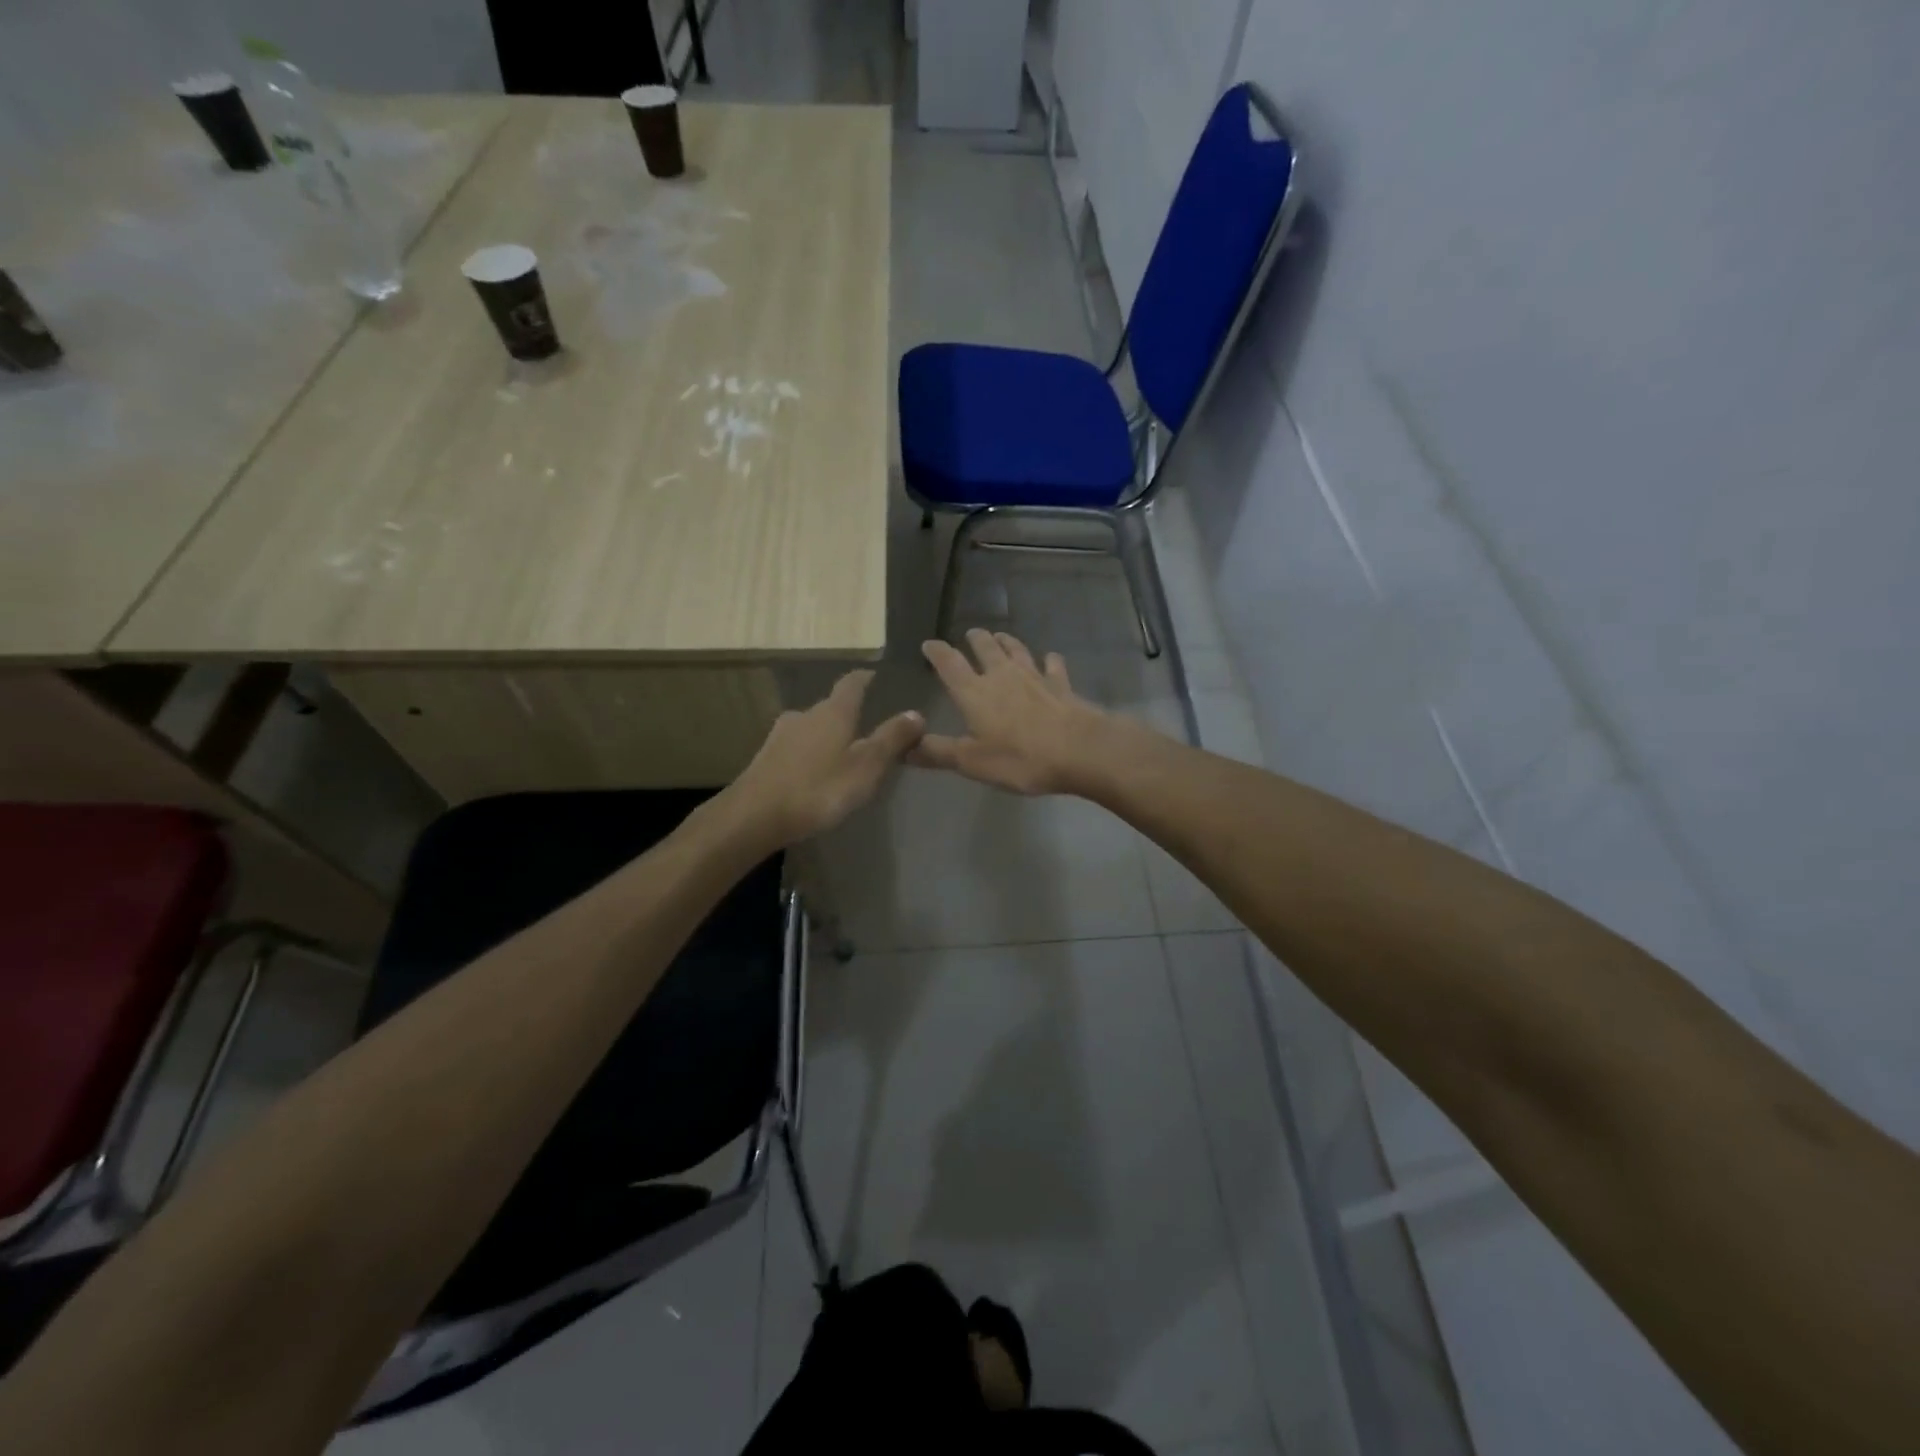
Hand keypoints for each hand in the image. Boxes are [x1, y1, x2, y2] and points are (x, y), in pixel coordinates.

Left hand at [729, 671, 924, 844]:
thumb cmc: (819, 788)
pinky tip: (813, 773)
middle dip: (848, 714)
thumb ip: (892, 739)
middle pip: (830, 707)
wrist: (754, 816)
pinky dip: (809, 755)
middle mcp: (805, 715)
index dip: (864, 678)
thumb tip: (916, 712)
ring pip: (811, 728)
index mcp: (833, 712)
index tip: (873, 675)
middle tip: (865, 728)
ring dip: (827, 736)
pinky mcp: (765, 759)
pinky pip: (795, 749)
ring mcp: (780, 736)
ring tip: (841, 754)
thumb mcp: (866, 766)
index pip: (851, 684)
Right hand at [912, 630, 1113, 794]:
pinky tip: (1050, 658)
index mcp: (974, 692)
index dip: (937, 652)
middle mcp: (1002, 676)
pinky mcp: (1061, 685)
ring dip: (1007, 642)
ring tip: (1001, 636)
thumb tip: (903, 747)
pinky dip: (1049, 661)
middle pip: (986, 649)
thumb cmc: (1020, 758)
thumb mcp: (971, 761)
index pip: (949, 664)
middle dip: (975, 639)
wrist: (1080, 750)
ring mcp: (1035, 677)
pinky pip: (1053, 667)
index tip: (929, 644)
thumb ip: (937, 752)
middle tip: (970, 634)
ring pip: (1017, 651)